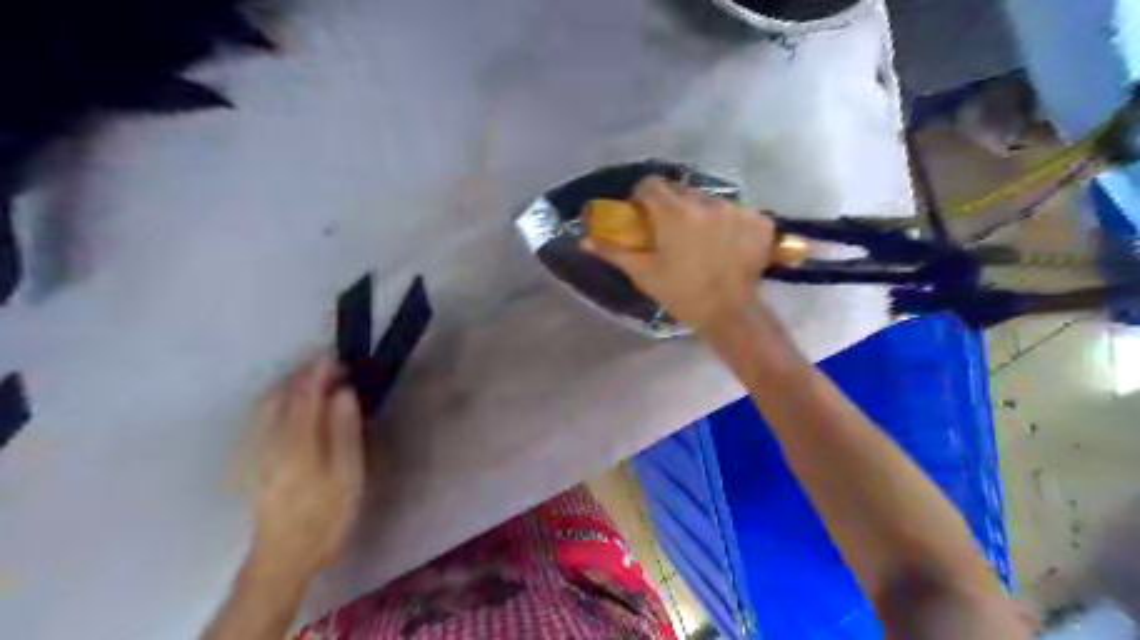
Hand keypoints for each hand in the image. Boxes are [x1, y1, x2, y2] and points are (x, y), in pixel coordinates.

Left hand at [249, 358, 365, 581]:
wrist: (284, 559)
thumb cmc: (326, 517)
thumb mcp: (347, 476)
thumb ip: (344, 432)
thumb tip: (342, 394)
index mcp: (297, 445)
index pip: (305, 398)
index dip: (319, 375)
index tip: (335, 358)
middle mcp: (269, 442)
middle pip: (281, 398)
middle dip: (301, 376)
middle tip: (326, 364)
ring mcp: (255, 453)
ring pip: (265, 408)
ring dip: (286, 387)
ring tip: (307, 376)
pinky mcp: (250, 463)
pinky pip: (258, 421)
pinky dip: (273, 403)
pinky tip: (283, 403)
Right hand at [587, 175, 774, 331]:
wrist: (730, 314)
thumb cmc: (681, 294)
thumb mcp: (644, 273)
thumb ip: (614, 251)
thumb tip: (583, 239)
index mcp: (674, 212)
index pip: (651, 185)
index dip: (642, 197)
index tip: (642, 215)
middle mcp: (706, 202)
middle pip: (680, 190)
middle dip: (670, 205)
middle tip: (669, 231)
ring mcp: (736, 210)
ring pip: (709, 200)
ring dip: (700, 214)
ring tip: (700, 241)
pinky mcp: (759, 221)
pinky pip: (737, 212)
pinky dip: (729, 223)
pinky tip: (726, 245)